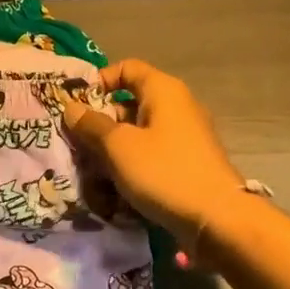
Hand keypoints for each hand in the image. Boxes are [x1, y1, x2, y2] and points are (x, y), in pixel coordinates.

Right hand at [60, 60, 244, 244]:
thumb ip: (92, 125)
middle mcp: (177, 106)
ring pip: (139, 134)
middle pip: (130, 103)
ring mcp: (185, 136)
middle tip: (79, 146)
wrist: (218, 219)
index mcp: (163, 91)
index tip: (78, 106)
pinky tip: (117, 191)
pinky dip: (133, 167)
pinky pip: (153, 155)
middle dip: (102, 124)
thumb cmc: (164, 172)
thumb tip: (71, 107)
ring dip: (114, 151)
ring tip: (93, 174)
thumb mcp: (119, 147)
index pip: (127, 68)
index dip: (100, 82)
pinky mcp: (188, 163)